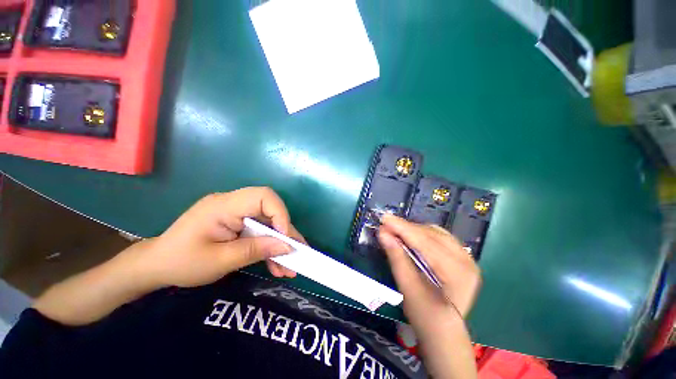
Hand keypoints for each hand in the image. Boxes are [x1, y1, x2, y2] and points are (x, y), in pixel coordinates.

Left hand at [127, 187, 303, 289]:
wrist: (156, 266)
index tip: (286, 238)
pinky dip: (269, 246)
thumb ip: (255, 251)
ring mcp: (236, 213)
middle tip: (295, 254)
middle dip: (285, 232)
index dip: (280, 213)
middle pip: (270, 209)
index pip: (263, 196)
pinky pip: (259, 230)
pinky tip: (275, 264)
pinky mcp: (237, 222)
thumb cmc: (181, 263)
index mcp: (223, 206)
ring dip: (280, 243)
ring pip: (268, 222)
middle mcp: (233, 203)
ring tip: (289, 267)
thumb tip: (287, 247)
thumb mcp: (220, 261)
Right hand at [378, 215, 480, 328]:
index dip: (403, 228)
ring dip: (414, 230)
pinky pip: (439, 237)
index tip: (384, 218)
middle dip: (406, 228)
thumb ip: (396, 257)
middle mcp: (467, 261)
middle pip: (432, 235)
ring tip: (396, 231)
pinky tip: (410, 238)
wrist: (444, 332)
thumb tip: (383, 233)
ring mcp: (467, 258)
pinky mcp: (462, 257)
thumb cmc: (425, 316)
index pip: (426, 242)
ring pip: (435, 233)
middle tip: (386, 225)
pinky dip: (422, 234)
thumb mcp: (408, 288)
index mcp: (457, 273)